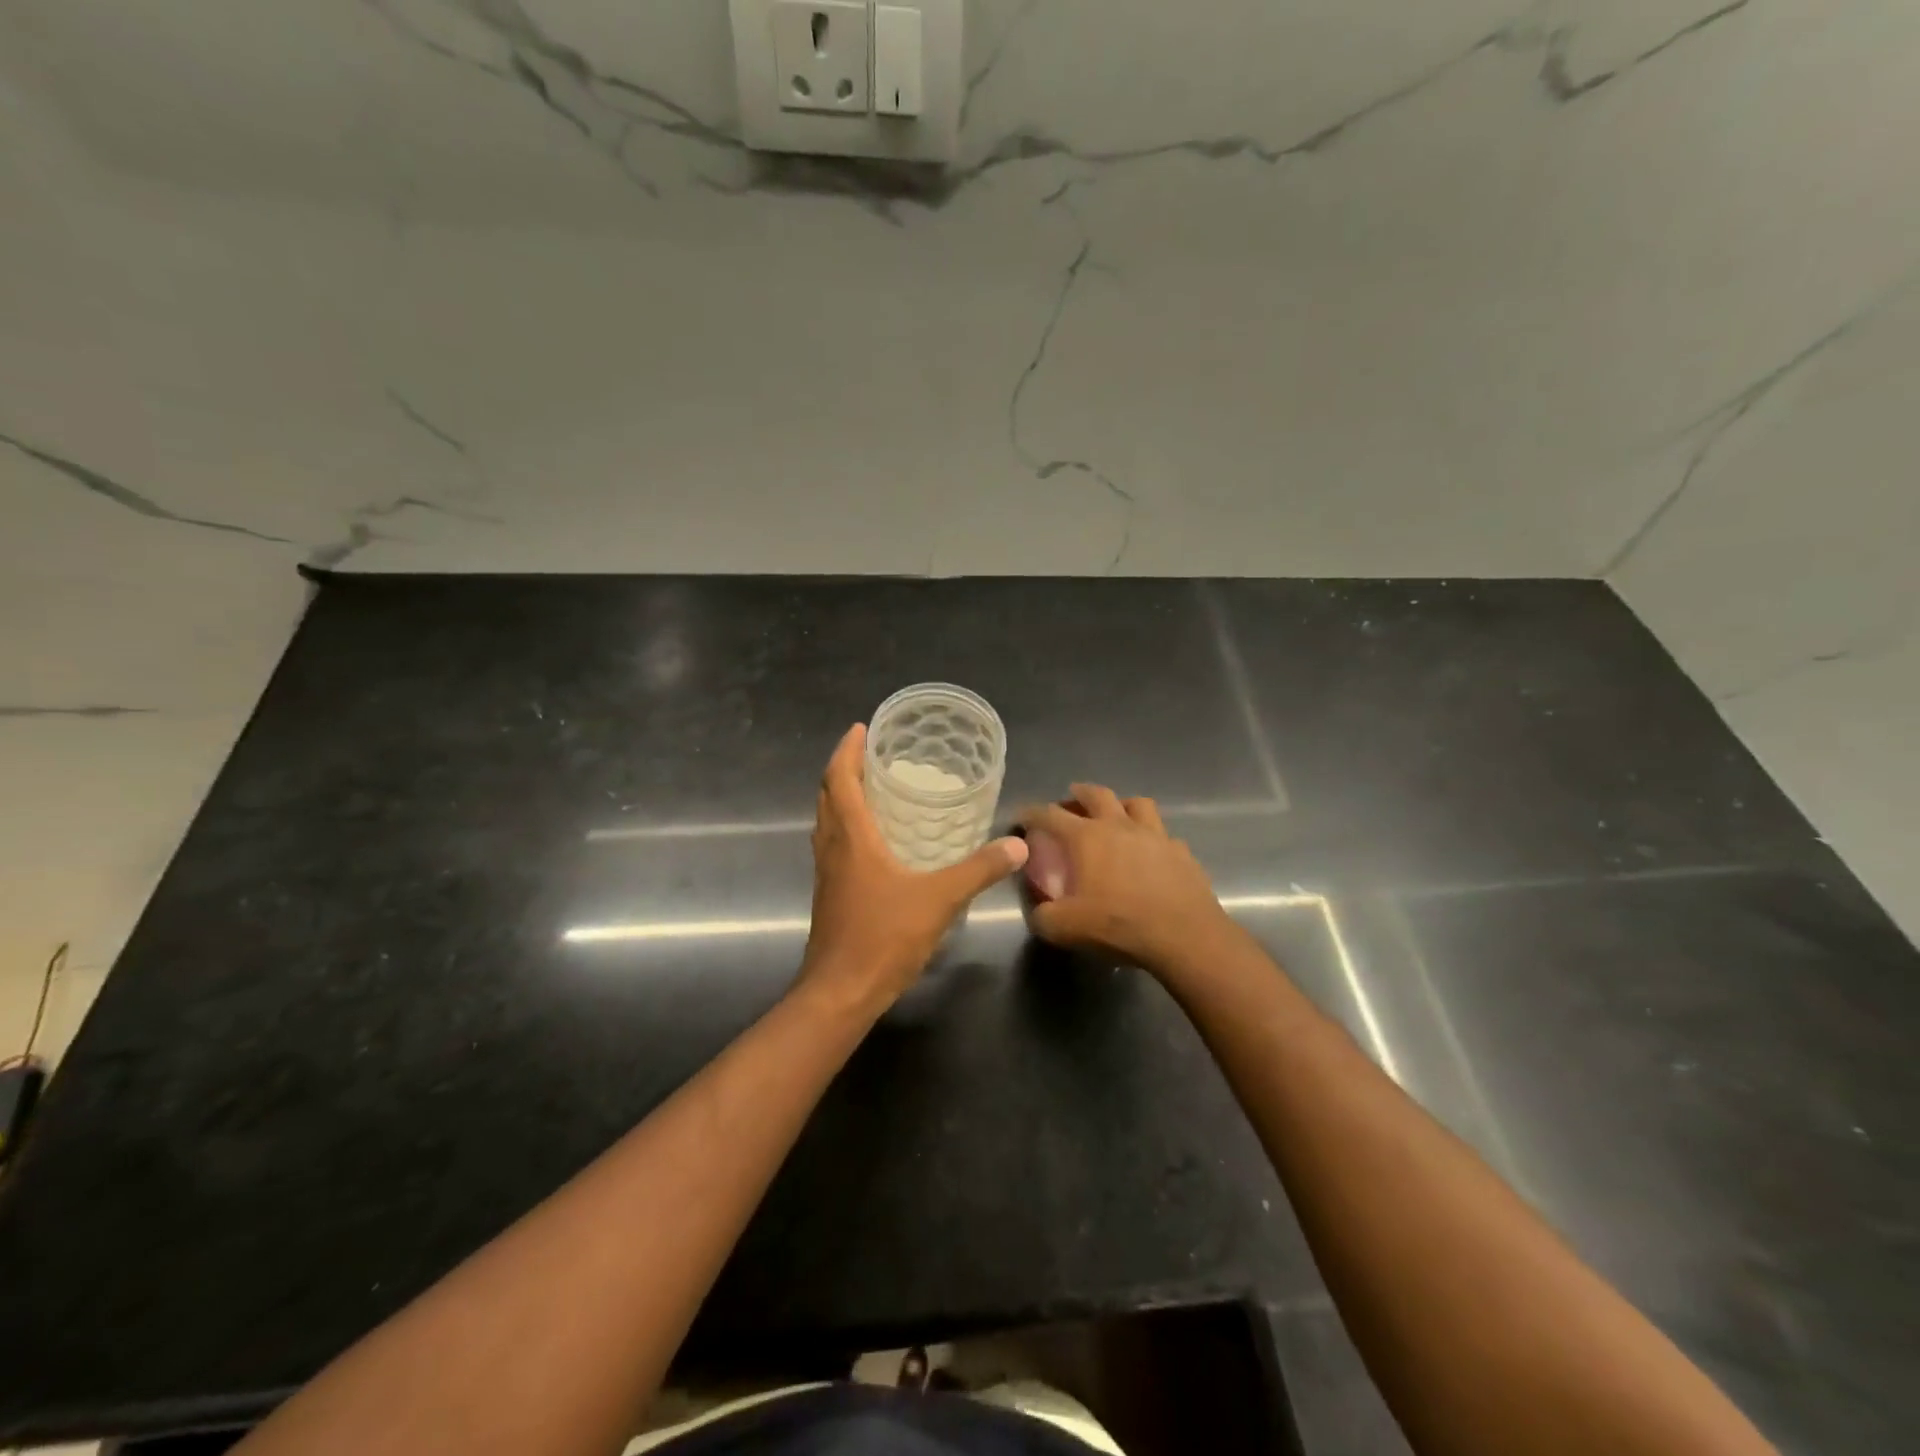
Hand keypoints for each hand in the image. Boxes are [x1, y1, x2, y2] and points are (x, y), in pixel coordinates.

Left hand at [799, 724, 1028, 1010]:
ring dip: (842, 797)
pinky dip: (847, 827)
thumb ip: (979, 870)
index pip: (840, 779)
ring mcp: (827, 873)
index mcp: (851, 837)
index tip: (860, 728)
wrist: (840, 991)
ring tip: (873, 788)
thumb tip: (1017, 844)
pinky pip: (834, 845)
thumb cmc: (883, 937)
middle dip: (845, 769)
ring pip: (827, 821)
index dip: (847, 750)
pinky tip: (875, 842)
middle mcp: (832, 847)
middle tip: (871, 754)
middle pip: (828, 795)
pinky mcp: (830, 894)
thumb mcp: (939, 899)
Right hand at [1020, 784, 1235, 978]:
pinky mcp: (1181, 852)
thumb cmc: (1119, 924)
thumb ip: (1043, 916)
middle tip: (1070, 799)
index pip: (1050, 814)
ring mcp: (1155, 835)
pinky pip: (1164, 836)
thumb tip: (1038, 911)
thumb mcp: (1065, 928)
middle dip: (1079, 793)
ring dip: (1122, 805)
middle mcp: (1120, 826)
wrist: (1184, 936)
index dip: (1032, 813)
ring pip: (1137, 804)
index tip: (1022, 816)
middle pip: (1097, 794)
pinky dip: (1153, 839)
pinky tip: (1151, 853)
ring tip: (1116, 815)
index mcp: (1086, 837)